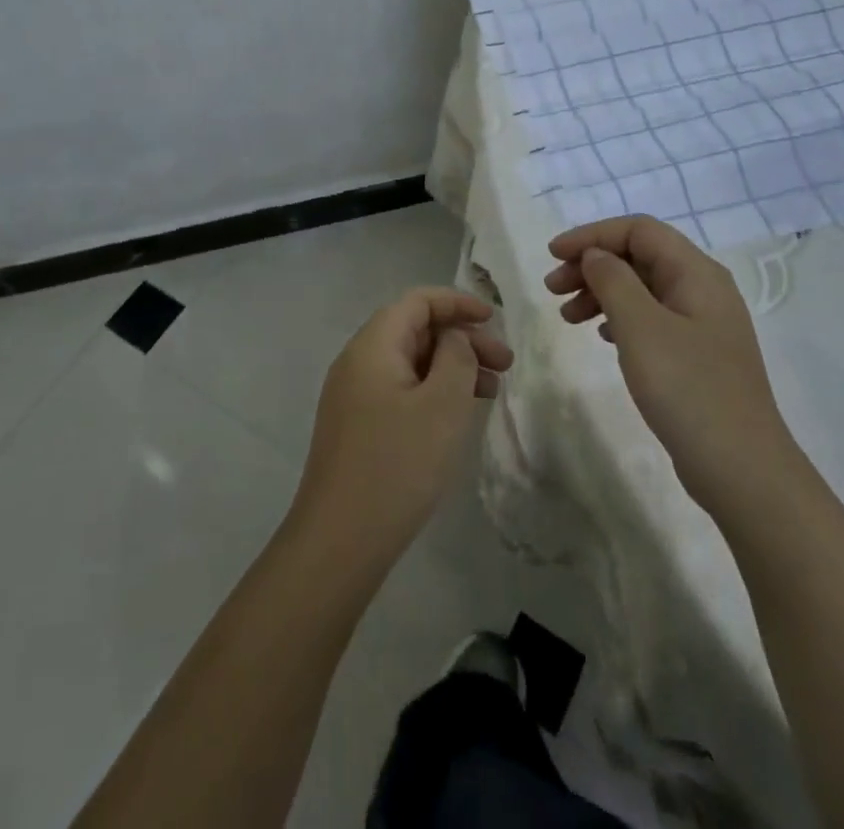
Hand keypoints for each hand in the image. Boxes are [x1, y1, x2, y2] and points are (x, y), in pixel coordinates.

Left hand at [289, 288, 512, 569]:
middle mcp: (357, 361)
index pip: (417, 302)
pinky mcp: (356, 426)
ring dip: (450, 367)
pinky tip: (456, 415)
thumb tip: (453, 338)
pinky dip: (432, 391)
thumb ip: (456, 357)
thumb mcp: (441, 404)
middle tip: (504, 365)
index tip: (494, 318)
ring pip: (409, 362)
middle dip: (461, 339)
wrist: (339, 540)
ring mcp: (352, 395)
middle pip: (414, 330)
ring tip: (490, 391)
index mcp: (372, 345)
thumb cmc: (397, 464)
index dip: (457, 303)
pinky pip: (399, 390)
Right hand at [545, 215, 797, 514]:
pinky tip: (600, 335)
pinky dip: (618, 317)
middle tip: (552, 289)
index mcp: (696, 273)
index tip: (552, 254)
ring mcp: (701, 324)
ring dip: (600, 292)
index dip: (592, 235)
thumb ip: (613, 280)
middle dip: (592, 264)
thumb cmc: (688, 389)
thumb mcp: (641, 327)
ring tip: (566, 317)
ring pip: (641, 288)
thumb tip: (596, 256)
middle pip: (639, 256)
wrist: (741, 469)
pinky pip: (649, 318)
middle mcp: (703, 289)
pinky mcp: (696, 354)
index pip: (638, 230)